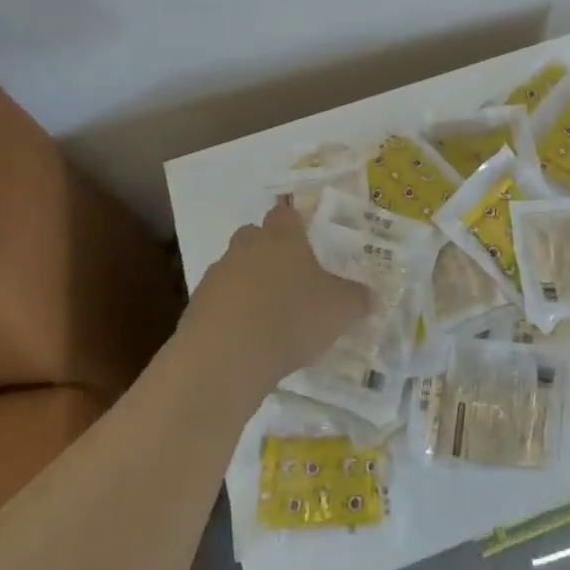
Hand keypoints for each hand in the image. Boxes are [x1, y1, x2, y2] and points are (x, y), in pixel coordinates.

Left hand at [183, 198, 374, 397]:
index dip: (295, 221)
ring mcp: (218, 274)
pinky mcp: (197, 306)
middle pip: (255, 235)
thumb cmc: (291, 318)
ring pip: (235, 267)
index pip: (286, 213)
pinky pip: (220, 300)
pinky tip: (247, 337)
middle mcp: (247, 246)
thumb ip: (357, 299)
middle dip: (269, 250)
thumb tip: (372, 295)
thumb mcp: (339, 310)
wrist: (225, 356)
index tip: (306, 236)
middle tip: (290, 274)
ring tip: (269, 313)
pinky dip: (232, 311)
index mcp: (282, 237)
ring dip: (248, 282)